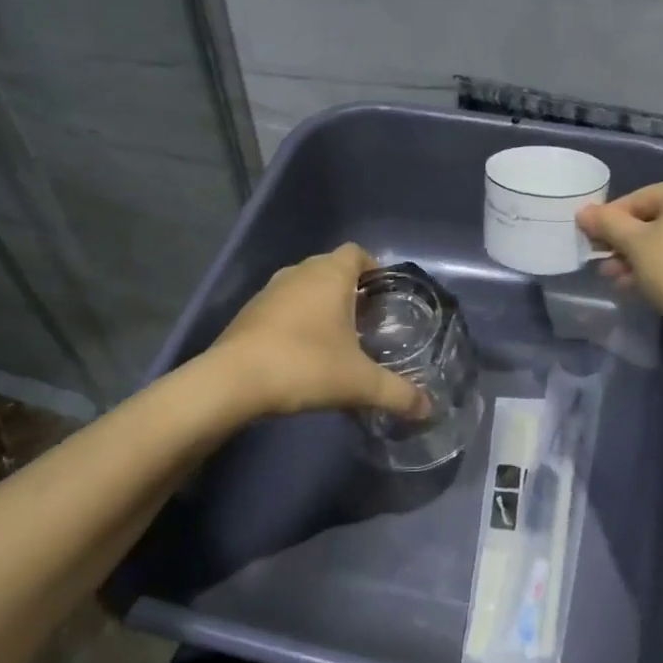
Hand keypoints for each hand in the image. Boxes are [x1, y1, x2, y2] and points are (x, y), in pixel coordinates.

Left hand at [209, 244, 428, 420]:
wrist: (232, 382)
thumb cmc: (305, 366)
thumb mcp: (359, 383)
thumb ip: (398, 394)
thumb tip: (429, 409)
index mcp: (330, 275)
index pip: (357, 252)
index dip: (373, 267)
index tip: (384, 293)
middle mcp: (299, 273)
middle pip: (331, 267)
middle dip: (350, 287)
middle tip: (367, 318)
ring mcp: (269, 291)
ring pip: (304, 285)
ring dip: (320, 302)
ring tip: (337, 335)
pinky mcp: (248, 313)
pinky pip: (283, 305)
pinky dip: (296, 318)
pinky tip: (302, 350)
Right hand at [577, 178, 662, 343]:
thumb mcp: (633, 245)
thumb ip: (606, 223)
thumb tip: (583, 212)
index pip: (638, 199)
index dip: (609, 221)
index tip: (591, 243)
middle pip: (657, 218)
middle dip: (627, 244)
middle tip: (605, 267)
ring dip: (644, 256)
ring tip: (620, 280)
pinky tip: (645, 283)